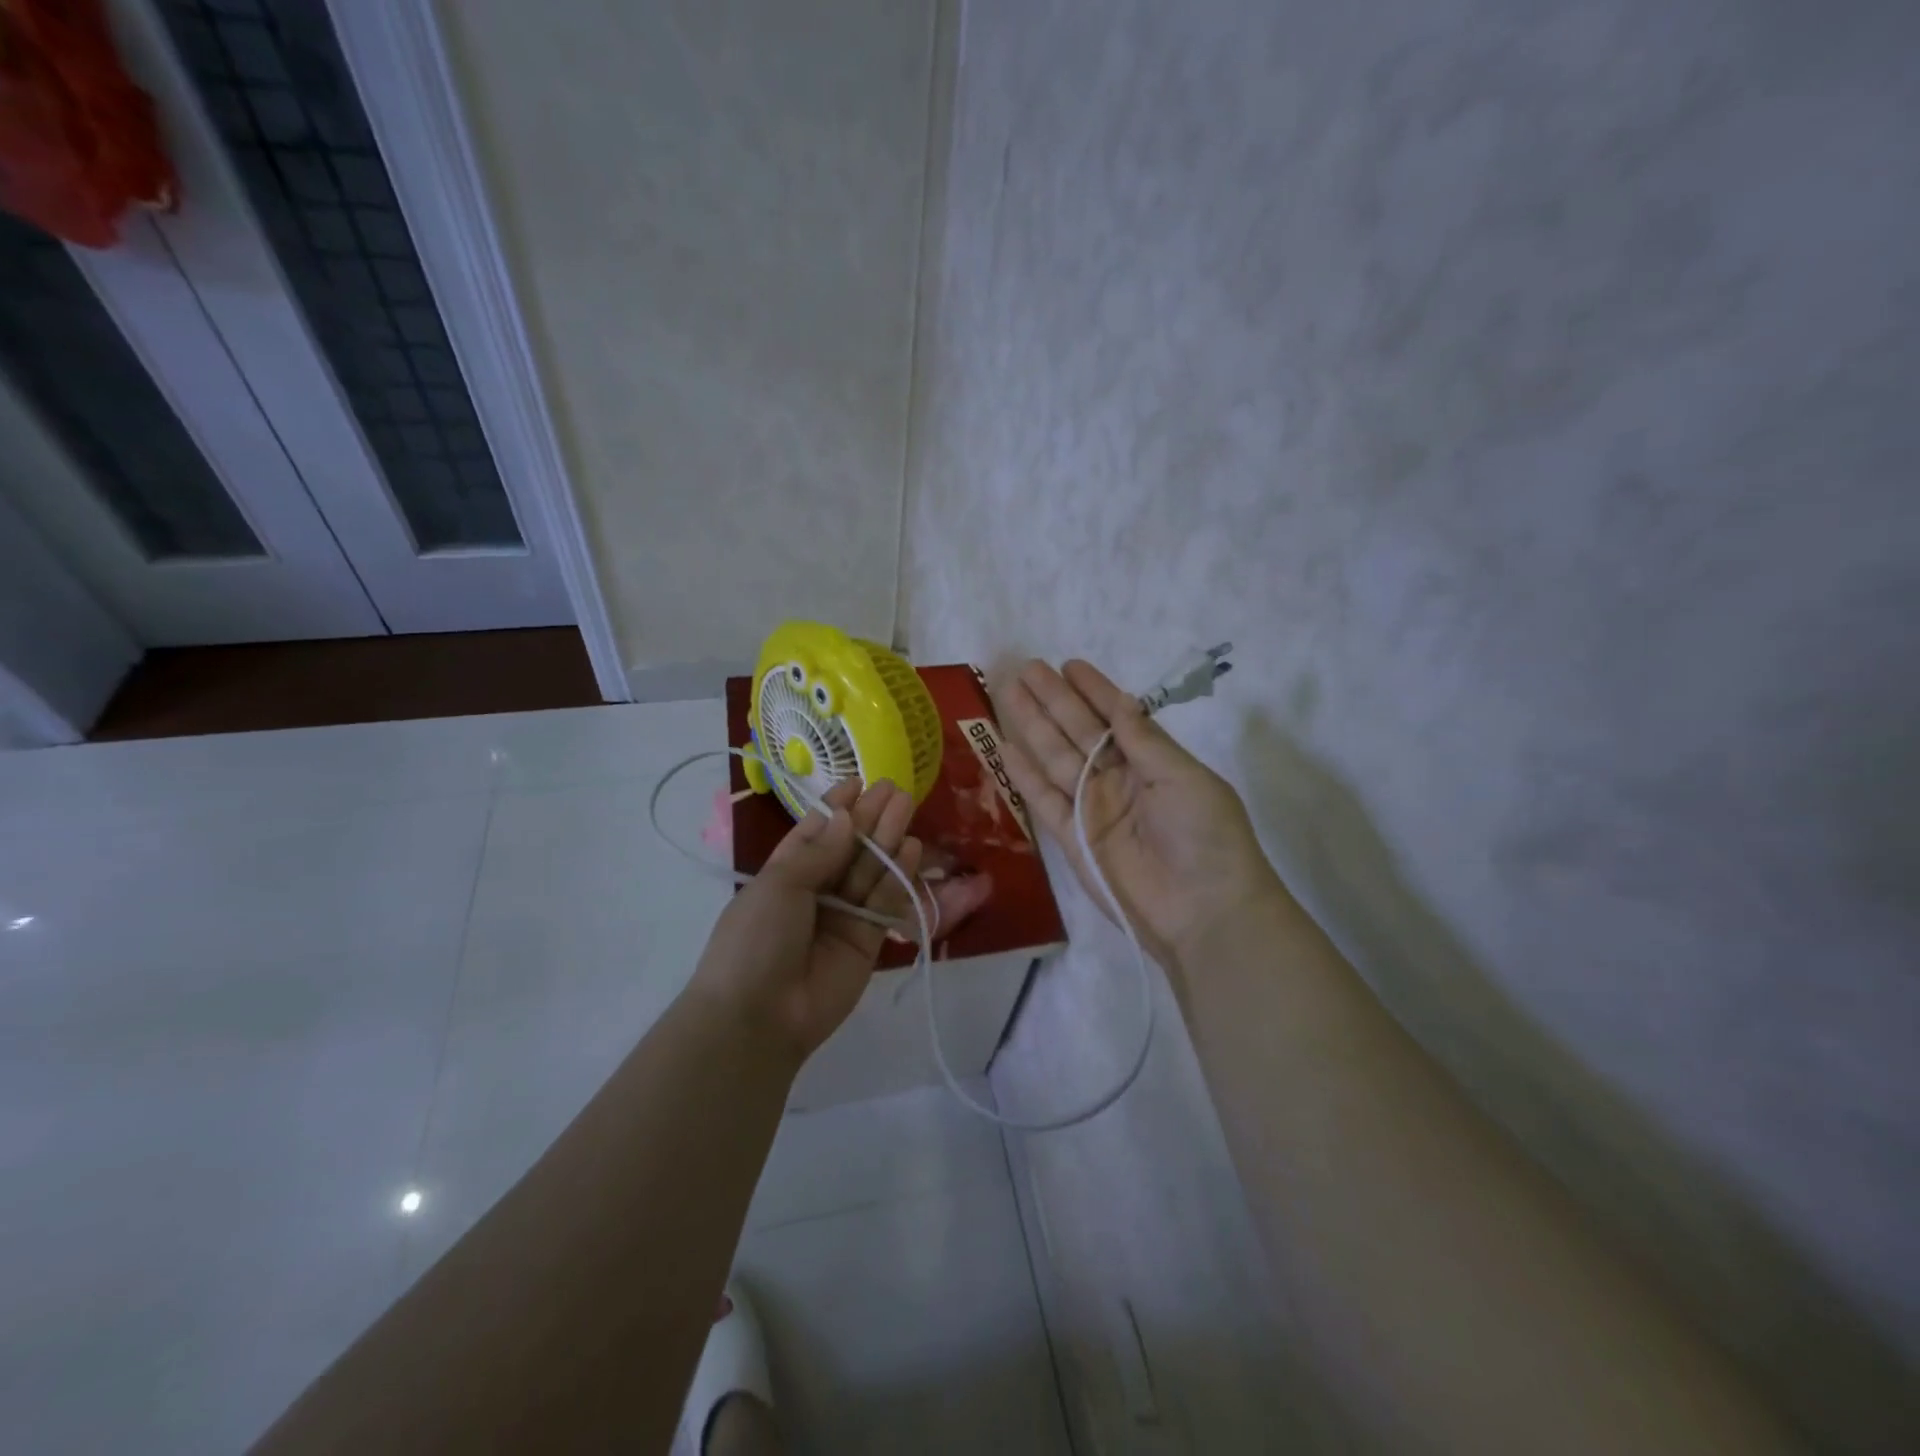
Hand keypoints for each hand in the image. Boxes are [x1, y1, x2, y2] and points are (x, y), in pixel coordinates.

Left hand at [690, 778, 921, 1062]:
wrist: (758, 1017)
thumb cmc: (756, 940)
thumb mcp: (778, 886)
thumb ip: (818, 852)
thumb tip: (846, 818)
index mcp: (784, 873)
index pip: (816, 832)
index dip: (837, 808)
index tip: (860, 782)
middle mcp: (815, 891)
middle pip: (848, 848)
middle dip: (869, 818)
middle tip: (895, 789)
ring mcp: (842, 916)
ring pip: (870, 870)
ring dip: (888, 839)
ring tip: (907, 805)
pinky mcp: (867, 941)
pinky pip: (885, 902)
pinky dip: (898, 876)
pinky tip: (912, 848)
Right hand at [1001, 659, 1282, 968]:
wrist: (1203, 912)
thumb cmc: (1205, 836)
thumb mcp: (1184, 777)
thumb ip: (1144, 741)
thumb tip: (1120, 701)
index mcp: (1152, 762)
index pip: (1117, 717)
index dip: (1094, 691)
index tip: (1070, 664)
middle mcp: (1119, 779)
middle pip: (1078, 732)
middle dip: (1054, 700)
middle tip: (1026, 668)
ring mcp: (1092, 807)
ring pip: (1055, 758)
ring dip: (1033, 726)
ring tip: (1009, 693)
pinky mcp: (1070, 837)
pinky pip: (1043, 799)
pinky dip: (1023, 774)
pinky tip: (1005, 746)